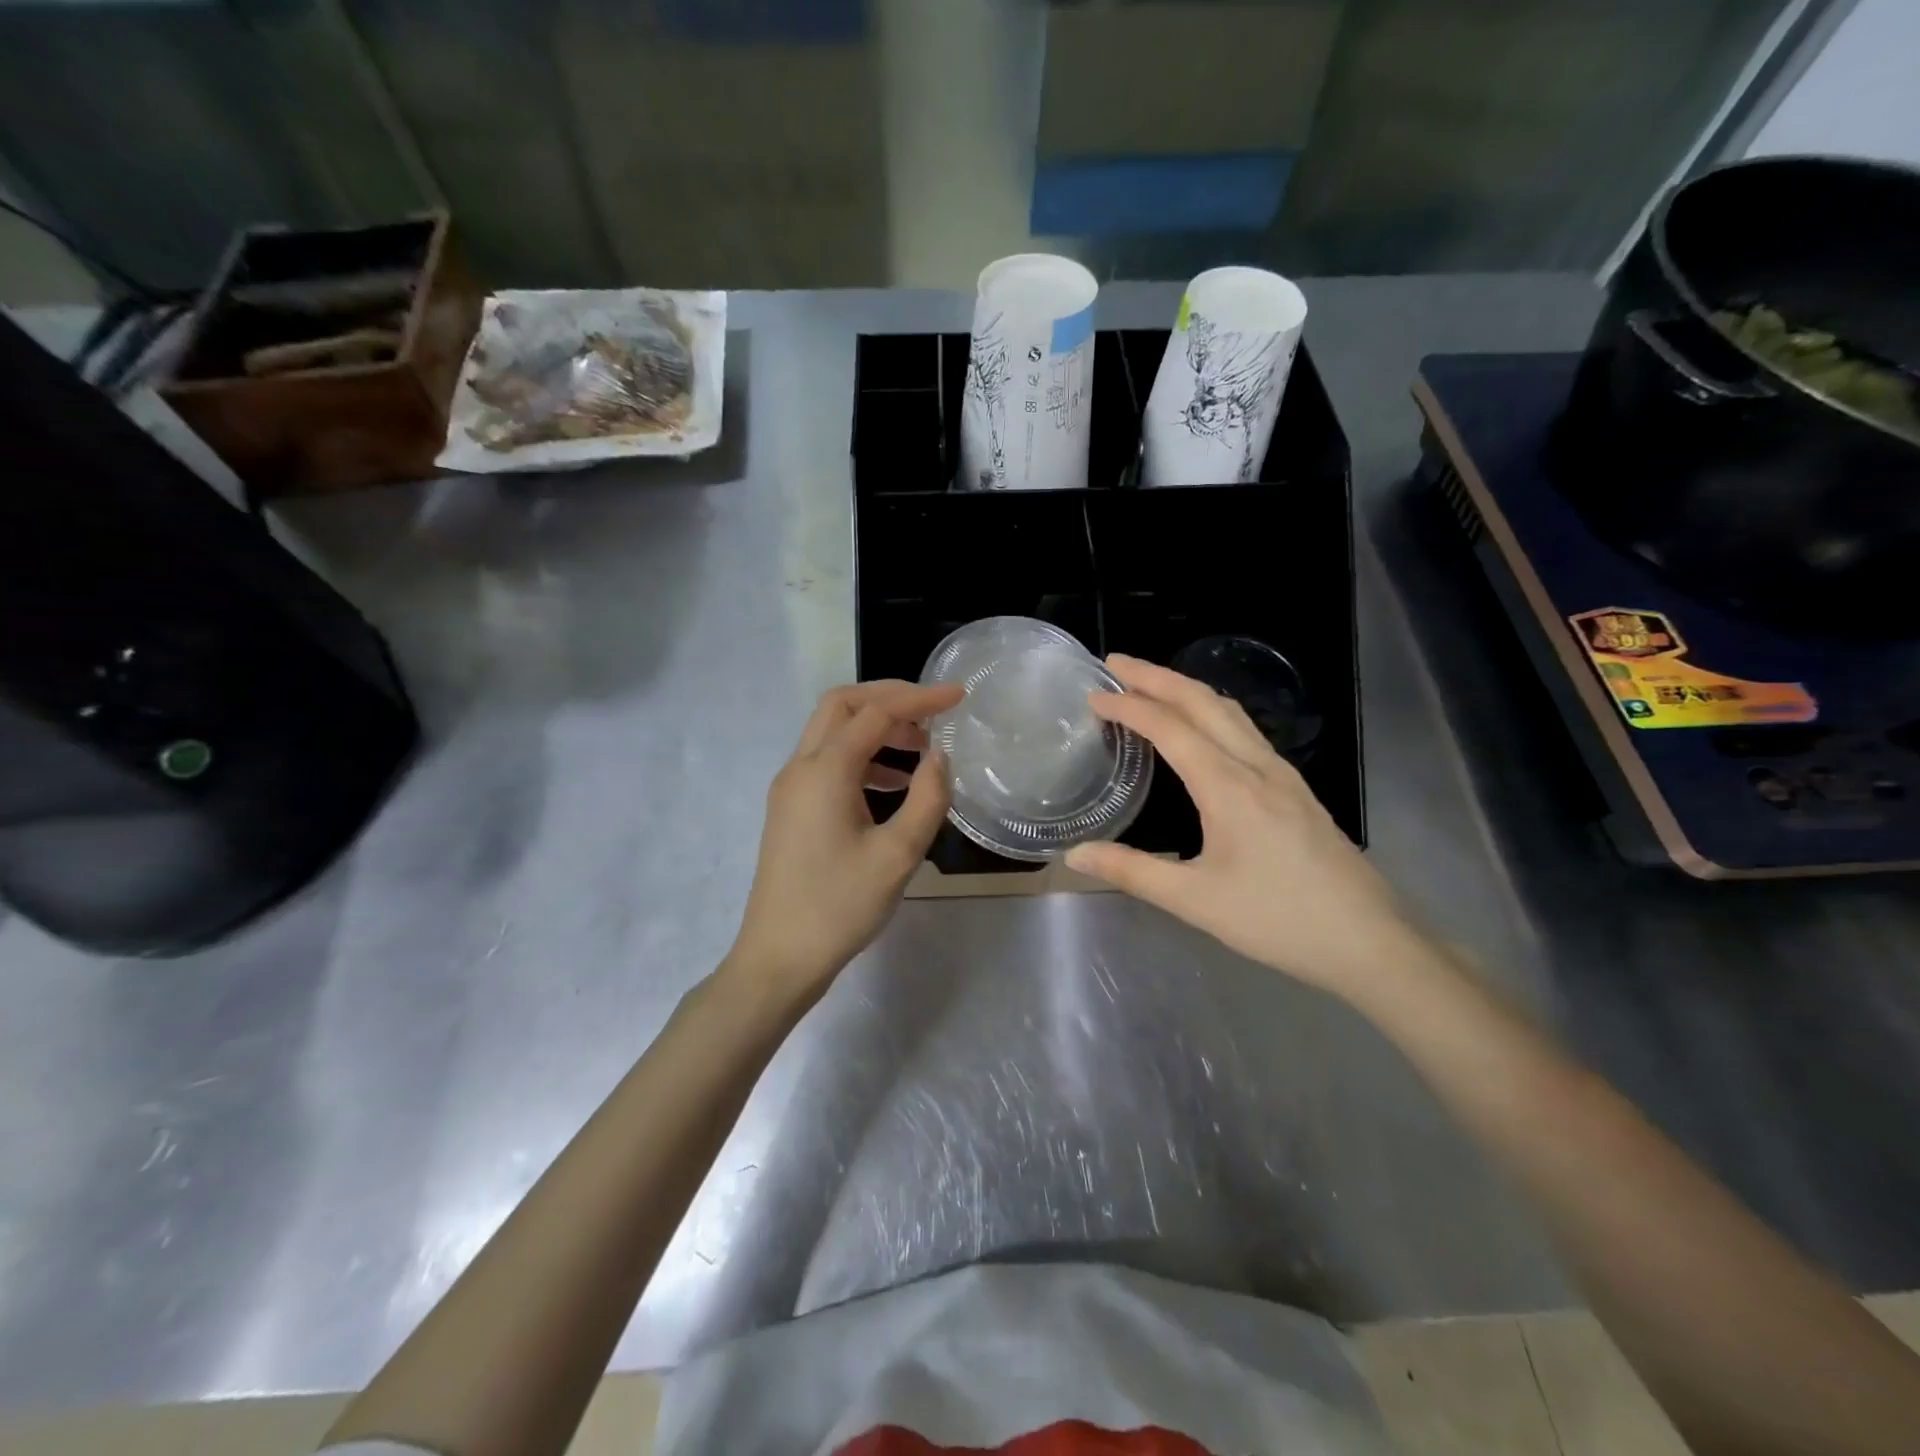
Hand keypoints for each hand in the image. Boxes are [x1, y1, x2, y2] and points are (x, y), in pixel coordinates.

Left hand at [725, 680, 961, 997]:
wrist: (779, 957)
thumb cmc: (840, 907)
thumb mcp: (898, 855)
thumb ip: (927, 799)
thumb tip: (939, 758)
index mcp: (824, 771)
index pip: (876, 713)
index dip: (920, 699)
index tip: (959, 696)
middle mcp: (800, 767)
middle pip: (842, 705)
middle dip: (889, 698)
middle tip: (932, 711)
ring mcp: (790, 788)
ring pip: (832, 731)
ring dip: (875, 727)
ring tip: (921, 750)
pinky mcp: (790, 808)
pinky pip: (827, 761)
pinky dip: (862, 756)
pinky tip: (893, 783)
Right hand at [1064, 655, 1424, 998]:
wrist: (1369, 940)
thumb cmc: (1278, 919)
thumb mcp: (1195, 901)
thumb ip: (1131, 872)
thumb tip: (1074, 855)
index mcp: (1229, 787)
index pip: (1170, 728)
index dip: (1129, 707)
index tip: (1094, 696)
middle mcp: (1256, 766)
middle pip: (1202, 702)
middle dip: (1156, 677)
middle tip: (1115, 664)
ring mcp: (1281, 773)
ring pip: (1229, 710)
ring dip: (1186, 688)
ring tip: (1150, 684)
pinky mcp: (1295, 787)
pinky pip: (1245, 729)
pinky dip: (1210, 710)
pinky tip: (1201, 726)